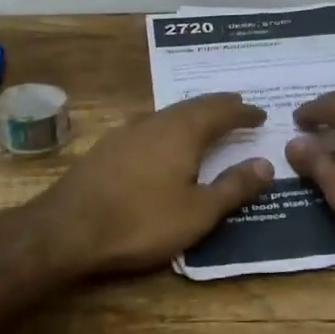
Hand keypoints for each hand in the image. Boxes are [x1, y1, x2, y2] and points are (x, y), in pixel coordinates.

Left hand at [29, 93, 274, 279]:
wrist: (68, 228)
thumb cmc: (141, 221)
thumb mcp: (198, 212)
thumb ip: (233, 187)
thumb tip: (266, 163)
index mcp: (183, 132)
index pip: (221, 111)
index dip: (243, 112)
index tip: (261, 113)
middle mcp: (156, 122)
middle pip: (194, 105)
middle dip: (219, 106)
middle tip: (237, 107)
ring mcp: (128, 132)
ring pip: (169, 113)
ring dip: (193, 114)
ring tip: (207, 121)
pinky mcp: (108, 147)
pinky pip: (150, 125)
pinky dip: (170, 126)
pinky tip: (164, 139)